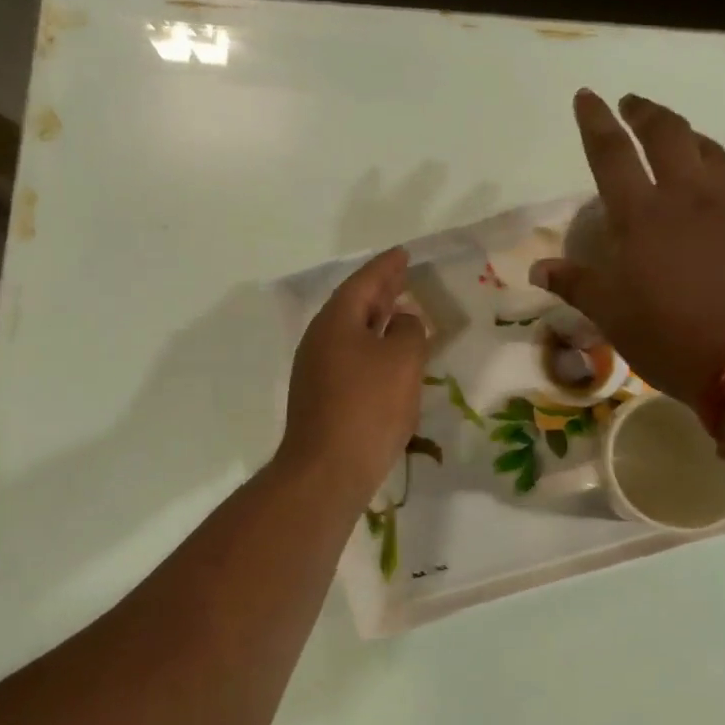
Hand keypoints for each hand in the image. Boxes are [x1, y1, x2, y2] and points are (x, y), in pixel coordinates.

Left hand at [278, 247, 428, 502]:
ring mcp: (316, 371)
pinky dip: (371, 350)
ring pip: (351, 335)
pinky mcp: (321, 399)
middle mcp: (320, 340)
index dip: (387, 267)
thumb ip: (409, 331)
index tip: (404, 254)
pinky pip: (350, 361)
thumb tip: (402, 322)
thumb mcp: (402, 360)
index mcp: (336, 321)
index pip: (363, 282)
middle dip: (380, 291)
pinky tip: (388, 362)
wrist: (328, 470)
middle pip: (353, 306)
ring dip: (375, 322)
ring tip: (400, 314)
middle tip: (403, 277)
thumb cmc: (368, 407)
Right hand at [532, 90, 724, 405]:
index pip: (612, 156)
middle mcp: (687, 198)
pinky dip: (714, 164)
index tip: (586, 96)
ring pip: (708, 149)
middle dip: (645, 113)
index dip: (596, 123)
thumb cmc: (673, 339)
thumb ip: (577, 285)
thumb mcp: (613, 317)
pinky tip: (712, 180)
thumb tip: (538, 268)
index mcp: (643, 218)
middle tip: (630, 103)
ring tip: (673, 134)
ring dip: (685, 133)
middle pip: (667, 135)